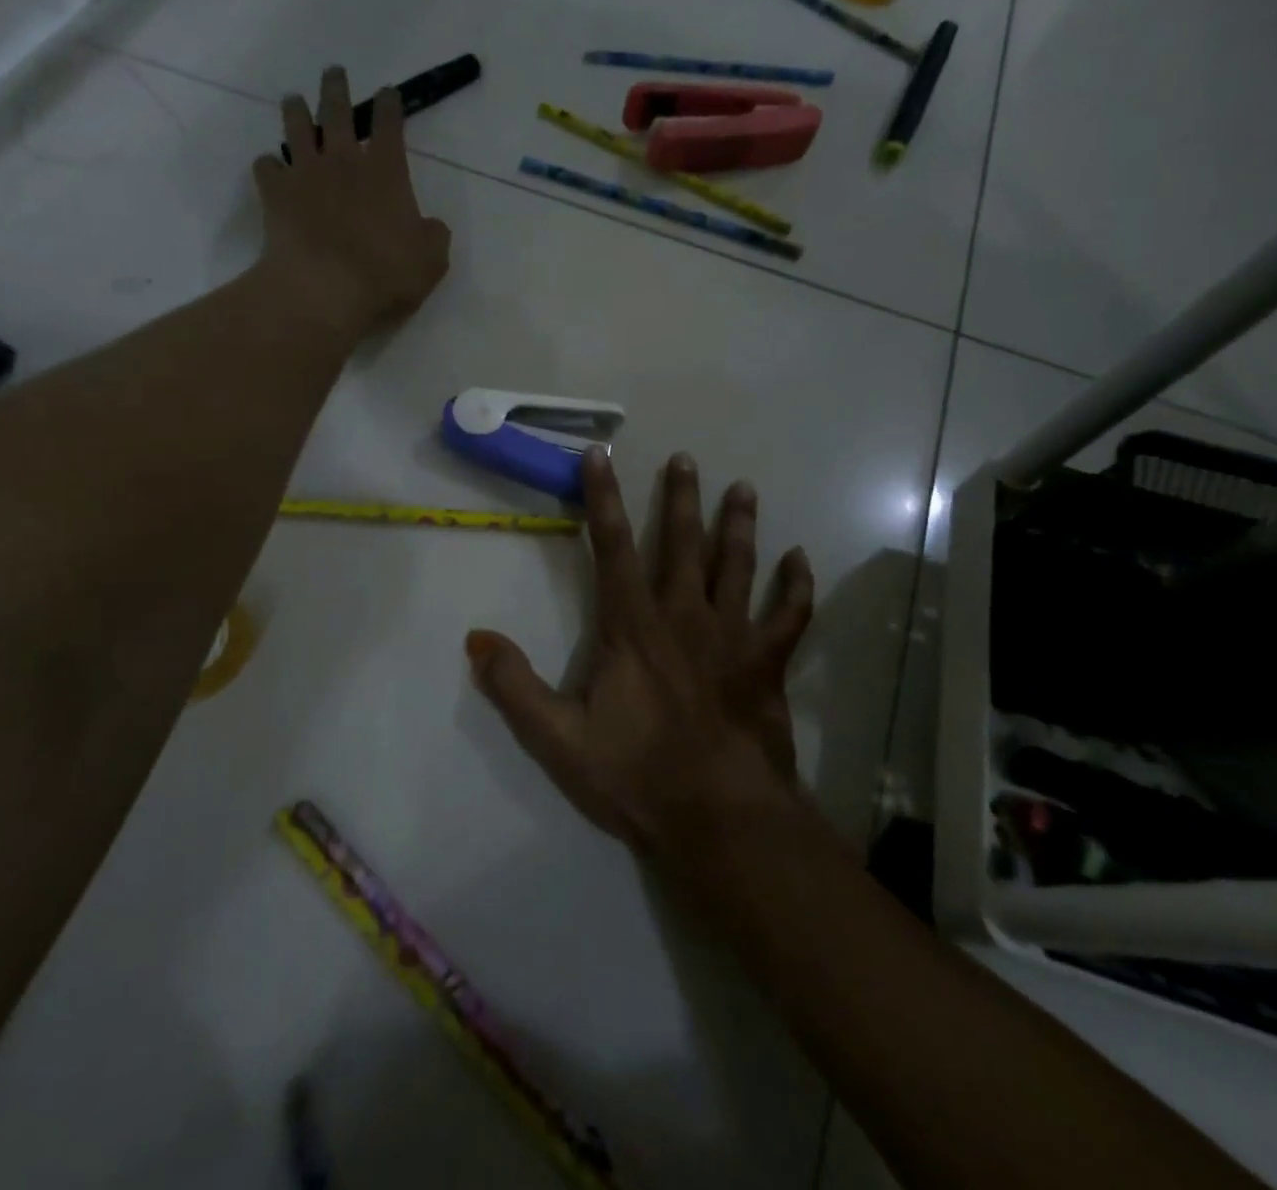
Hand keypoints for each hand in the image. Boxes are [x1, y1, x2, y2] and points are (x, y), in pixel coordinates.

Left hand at [252, 66, 451, 331]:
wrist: (324, 288)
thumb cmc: (386, 274)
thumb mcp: (430, 261)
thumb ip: (433, 236)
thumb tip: (430, 226)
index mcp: (386, 171)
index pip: (390, 124)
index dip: (390, 104)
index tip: (388, 92)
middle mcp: (343, 160)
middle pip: (337, 110)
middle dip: (337, 88)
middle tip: (334, 73)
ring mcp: (305, 173)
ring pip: (296, 127)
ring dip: (296, 110)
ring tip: (294, 101)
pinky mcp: (275, 194)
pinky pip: (266, 167)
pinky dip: (269, 165)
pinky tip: (271, 168)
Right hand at [466, 449, 815, 860]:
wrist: (719, 819)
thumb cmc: (636, 775)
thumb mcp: (557, 737)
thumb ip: (514, 686)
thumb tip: (475, 639)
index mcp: (633, 625)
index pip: (612, 546)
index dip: (603, 498)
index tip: (601, 455)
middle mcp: (684, 616)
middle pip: (684, 543)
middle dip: (682, 498)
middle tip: (688, 458)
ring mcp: (732, 637)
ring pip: (738, 566)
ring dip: (740, 525)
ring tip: (744, 488)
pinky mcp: (767, 664)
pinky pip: (788, 616)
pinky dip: (796, 586)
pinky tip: (800, 559)